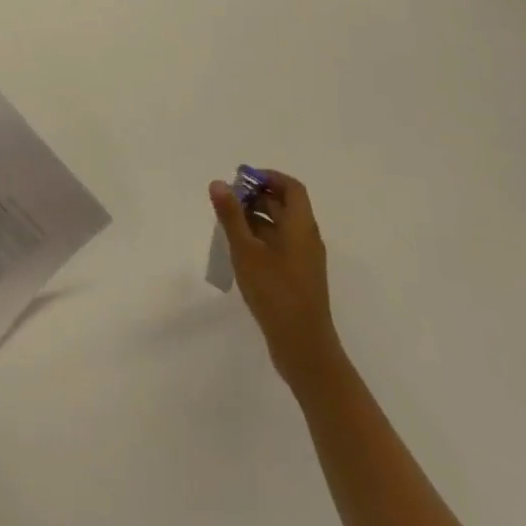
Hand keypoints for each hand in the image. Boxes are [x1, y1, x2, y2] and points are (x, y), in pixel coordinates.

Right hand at [210, 170, 340, 392]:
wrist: (303, 348)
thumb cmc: (275, 293)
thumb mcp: (246, 251)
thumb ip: (231, 216)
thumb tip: (218, 183)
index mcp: (301, 226)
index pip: (291, 187)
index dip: (267, 177)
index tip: (240, 179)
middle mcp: (307, 238)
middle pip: (284, 205)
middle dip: (255, 197)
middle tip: (226, 201)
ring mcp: (304, 260)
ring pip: (280, 227)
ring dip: (255, 219)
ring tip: (226, 225)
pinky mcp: (298, 277)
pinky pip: (279, 246)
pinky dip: (260, 239)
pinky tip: (238, 251)